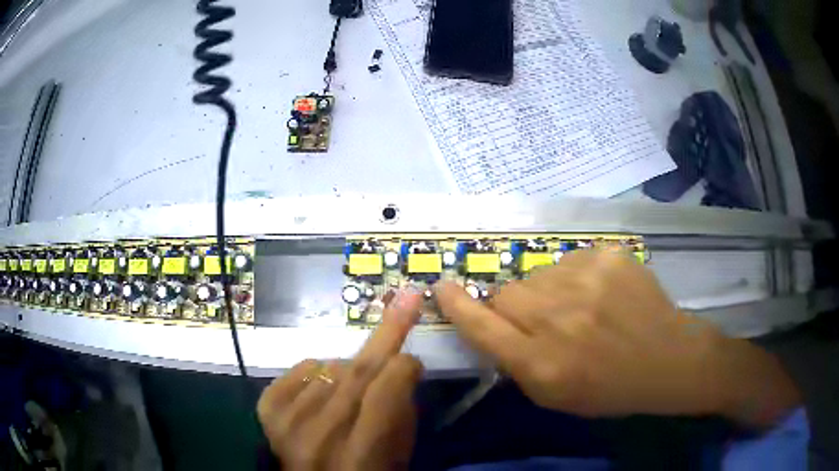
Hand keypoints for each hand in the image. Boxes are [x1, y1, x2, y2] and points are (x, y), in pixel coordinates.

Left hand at [258, 291, 423, 469]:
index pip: (385, 392)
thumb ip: (401, 413)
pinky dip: (318, 371)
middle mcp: (319, 437)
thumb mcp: (397, 456)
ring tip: (352, 391)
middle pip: (357, 372)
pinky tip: (322, 387)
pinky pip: (302, 368)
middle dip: (387, 333)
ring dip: (350, 370)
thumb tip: (402, 363)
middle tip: (406, 297)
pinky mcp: (268, 409)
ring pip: (331, 367)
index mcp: (360, 457)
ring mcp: (287, 421)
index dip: (404, 368)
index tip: (413, 359)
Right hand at [435, 250, 799, 426]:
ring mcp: (587, 280)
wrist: (669, 359)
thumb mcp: (554, 396)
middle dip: (514, 308)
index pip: (482, 325)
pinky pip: (569, 262)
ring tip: (579, 310)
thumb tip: (490, 324)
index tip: (440, 287)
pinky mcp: (608, 255)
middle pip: (507, 294)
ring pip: (537, 276)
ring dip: (546, 293)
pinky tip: (600, 295)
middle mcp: (559, 319)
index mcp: (542, 363)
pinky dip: (575, 278)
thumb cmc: (610, 388)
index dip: (457, 305)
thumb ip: (515, 362)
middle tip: (541, 321)